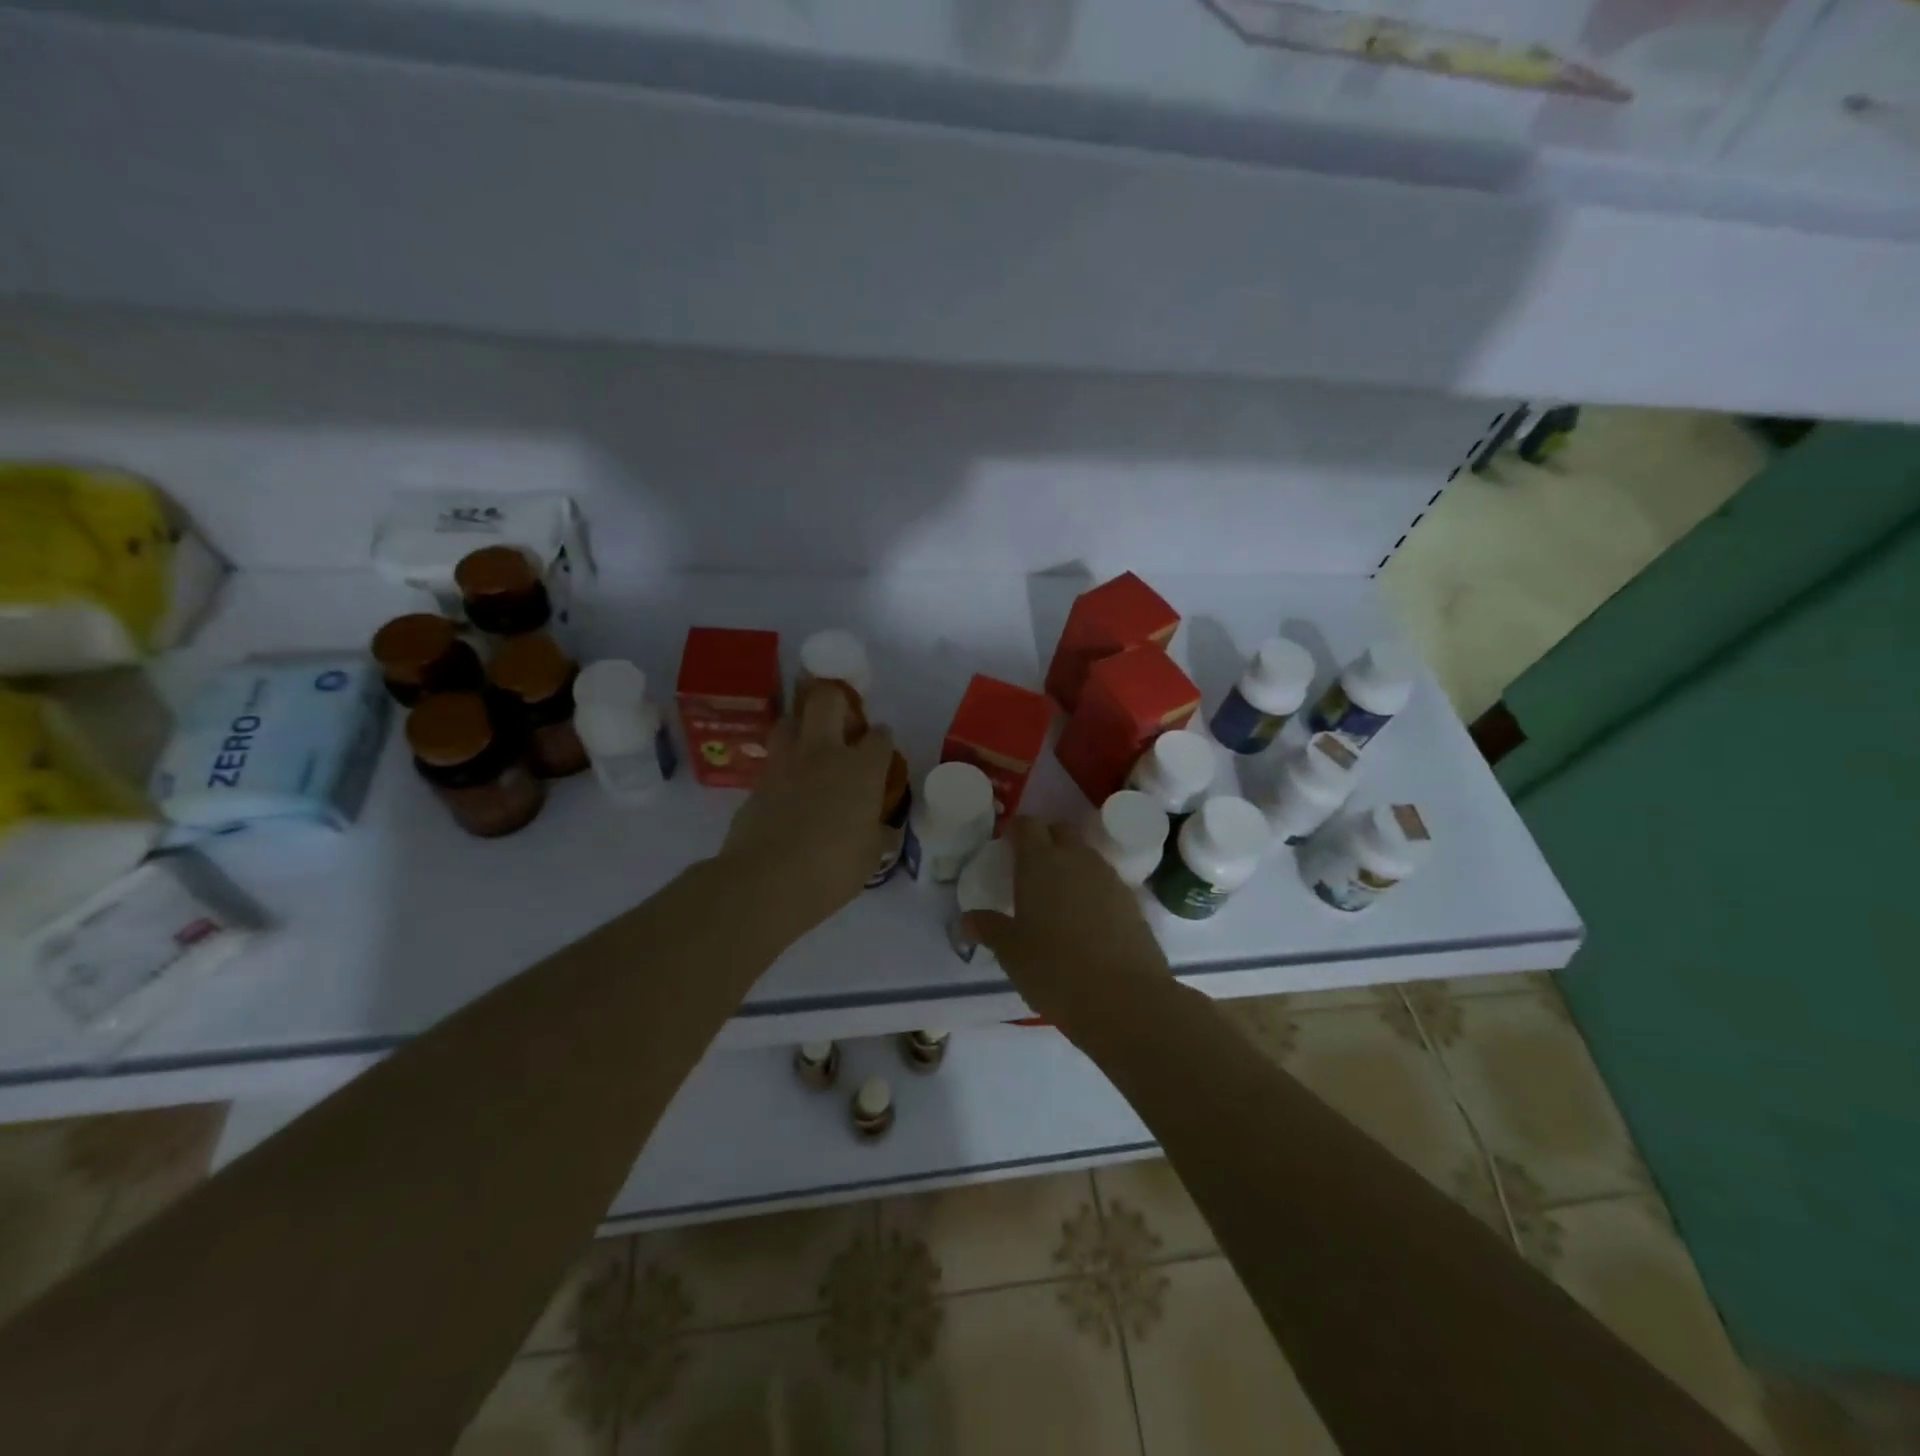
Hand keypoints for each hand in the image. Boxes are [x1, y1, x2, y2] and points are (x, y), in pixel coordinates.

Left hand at [720, 687, 895, 940]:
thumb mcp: (871, 854)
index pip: (879, 736)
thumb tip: (880, 826)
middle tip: (842, 722)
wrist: (767, 881)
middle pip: (828, 700)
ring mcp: (786, 763)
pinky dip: (782, 763)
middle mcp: (824, 753)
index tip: (880, 747)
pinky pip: (773, 758)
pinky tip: (787, 783)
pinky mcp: (757, 781)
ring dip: (801, 725)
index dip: (882, 739)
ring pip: (790, 719)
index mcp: (862, 769)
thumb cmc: (833, 869)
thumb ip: (876, 831)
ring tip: (809, 744)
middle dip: (837, 700)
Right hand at [963, 816, 1169, 1025]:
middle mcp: (1076, 859)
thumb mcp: (1012, 953)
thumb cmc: (1055, 970)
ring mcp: (1108, 877)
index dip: (1016, 830)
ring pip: (1085, 855)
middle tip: (1029, 869)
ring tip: (1056, 896)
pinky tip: (1084, 919)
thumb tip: (967, 919)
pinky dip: (1091, 888)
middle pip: (1060, 831)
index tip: (1006, 847)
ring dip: (1070, 864)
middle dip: (1045, 840)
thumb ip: (989, 929)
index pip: (1028, 824)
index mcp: (1040, 862)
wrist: (1126, 999)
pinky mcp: (1132, 900)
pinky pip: (1104, 880)